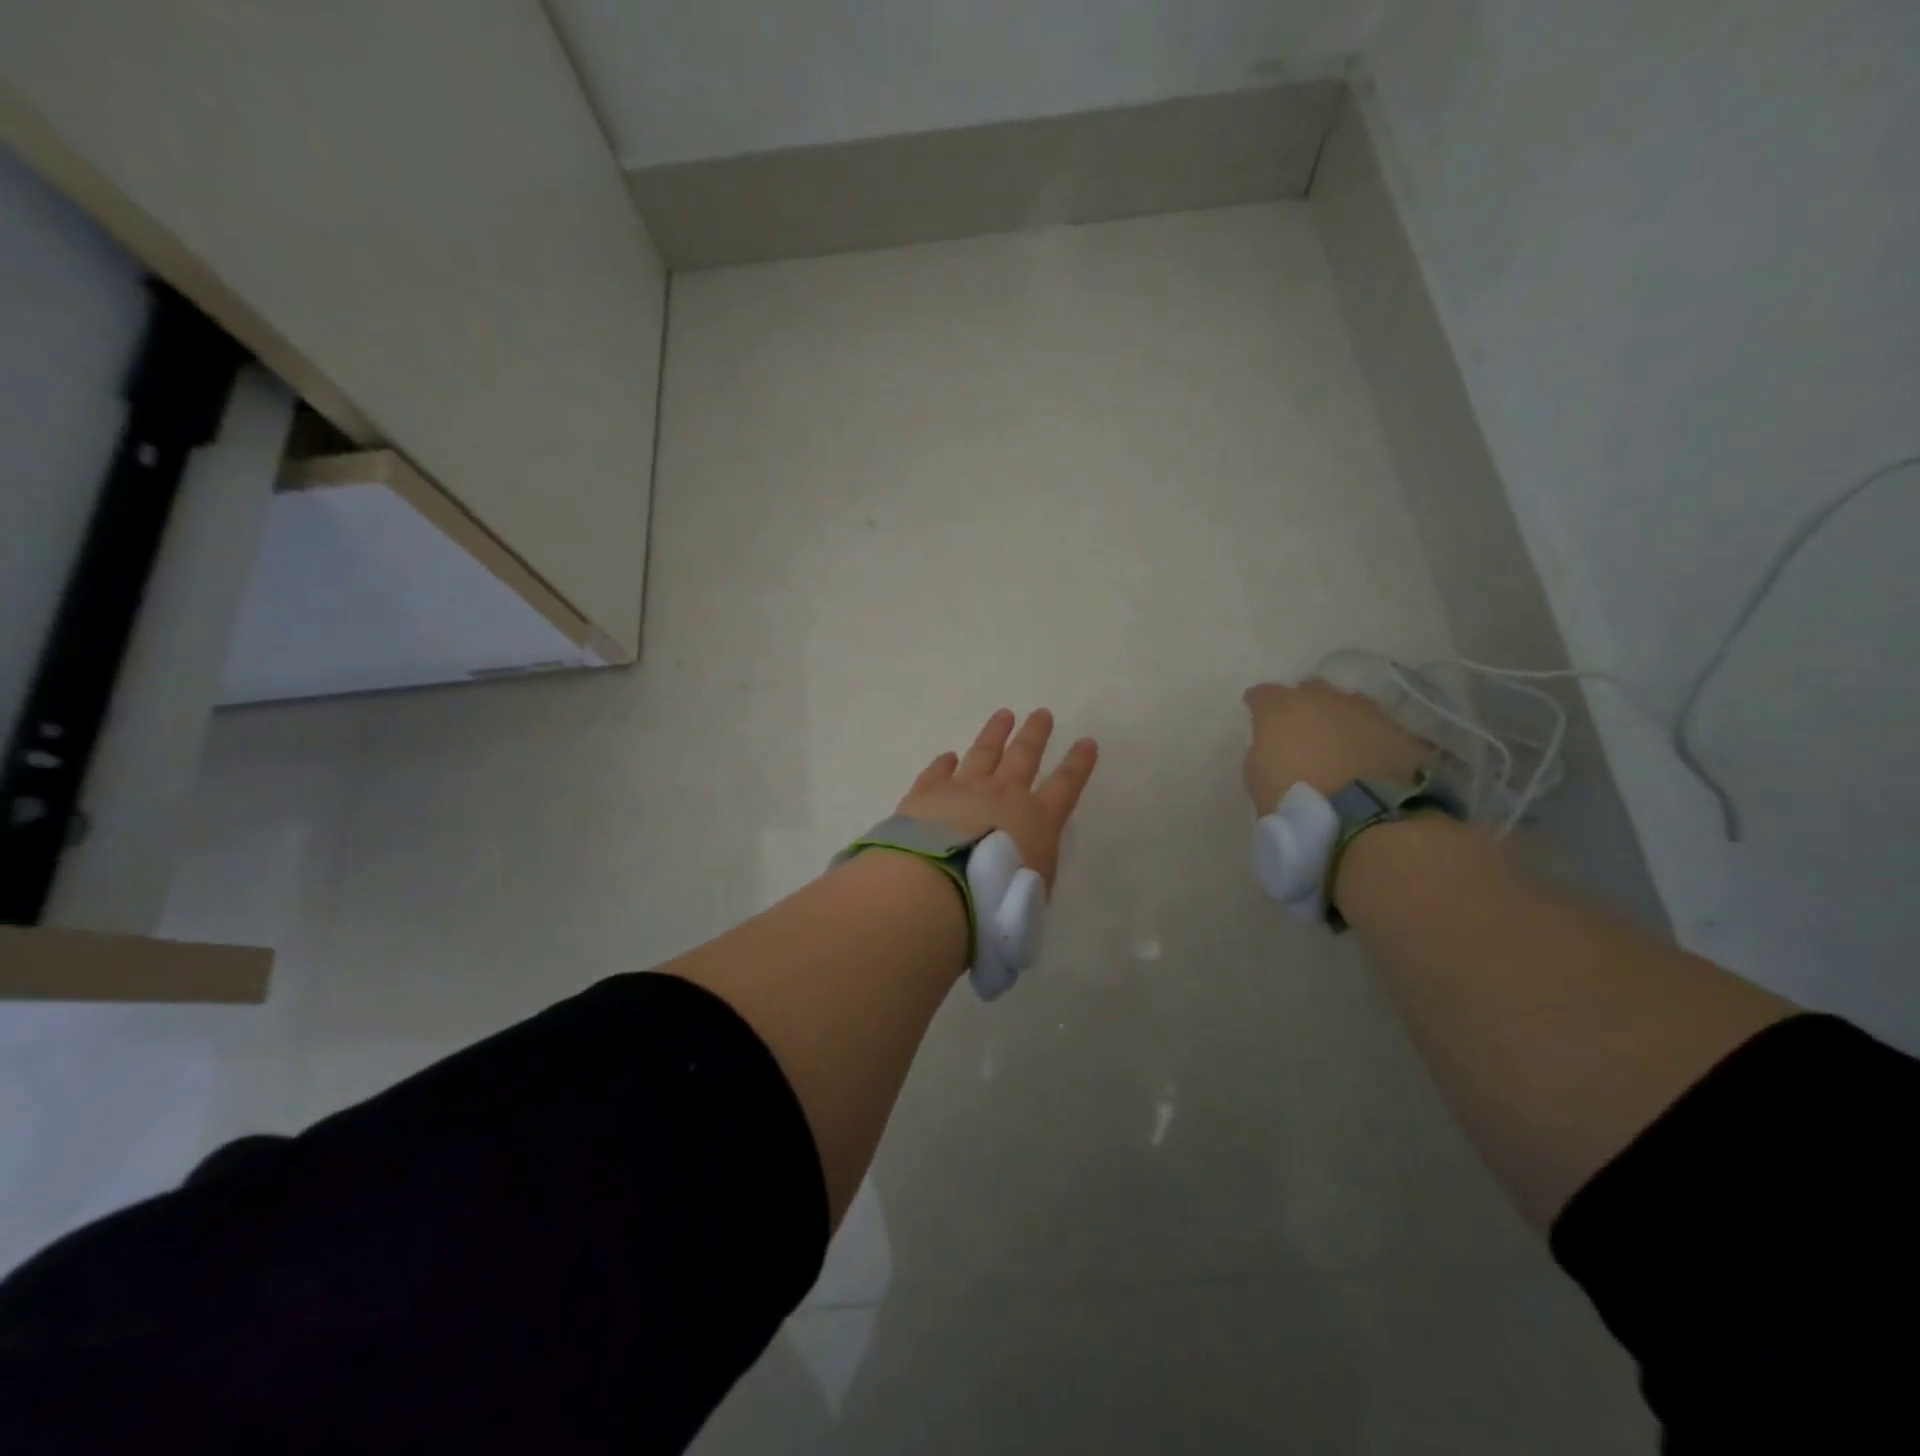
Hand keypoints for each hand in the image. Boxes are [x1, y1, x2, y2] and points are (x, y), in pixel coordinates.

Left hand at [895, 709, 1098, 888]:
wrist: (938, 887)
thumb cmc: (995, 901)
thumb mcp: (1030, 897)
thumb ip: (1030, 874)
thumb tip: (1023, 869)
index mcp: (1037, 820)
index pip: (1065, 785)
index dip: (1078, 763)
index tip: (1087, 741)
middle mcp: (1003, 795)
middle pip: (1024, 755)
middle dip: (1036, 733)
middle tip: (1042, 713)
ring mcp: (963, 789)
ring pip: (984, 752)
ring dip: (995, 733)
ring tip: (1003, 715)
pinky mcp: (927, 793)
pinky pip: (938, 771)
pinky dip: (944, 763)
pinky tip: (947, 755)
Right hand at [1242, 679, 1429, 812]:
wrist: (1369, 815)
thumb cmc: (1297, 799)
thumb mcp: (1258, 780)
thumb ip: (1262, 753)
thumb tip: (1273, 747)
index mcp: (1280, 709)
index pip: (1261, 694)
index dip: (1258, 705)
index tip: (1257, 717)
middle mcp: (1321, 698)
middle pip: (1308, 690)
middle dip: (1303, 706)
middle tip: (1301, 731)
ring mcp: (1363, 709)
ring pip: (1346, 704)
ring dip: (1339, 718)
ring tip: (1338, 744)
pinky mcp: (1398, 728)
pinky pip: (1376, 726)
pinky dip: (1368, 737)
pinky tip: (1367, 757)